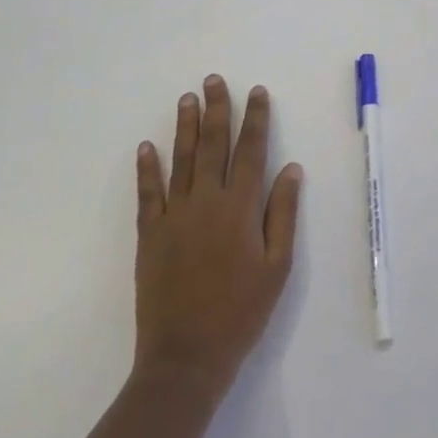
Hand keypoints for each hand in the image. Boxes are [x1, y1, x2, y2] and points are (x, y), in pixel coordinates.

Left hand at [133, 76, 303, 397]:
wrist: (186, 358)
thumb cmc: (242, 311)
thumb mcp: (278, 266)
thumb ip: (283, 213)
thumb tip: (290, 168)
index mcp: (241, 208)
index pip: (252, 150)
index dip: (256, 118)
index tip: (257, 92)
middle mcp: (207, 202)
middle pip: (213, 145)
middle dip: (217, 110)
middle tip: (214, 80)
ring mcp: (174, 217)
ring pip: (181, 160)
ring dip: (185, 127)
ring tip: (187, 98)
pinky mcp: (149, 236)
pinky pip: (148, 194)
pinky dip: (147, 168)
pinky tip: (147, 146)